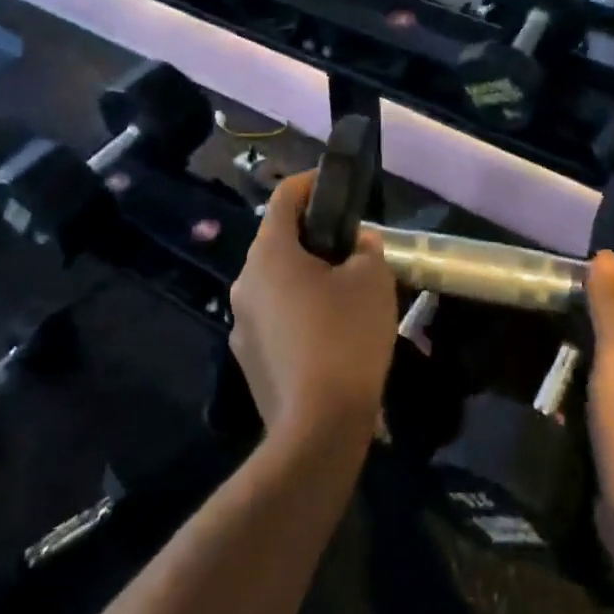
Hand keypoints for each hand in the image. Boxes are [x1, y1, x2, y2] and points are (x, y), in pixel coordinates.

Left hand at [230, 172, 397, 444]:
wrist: (318, 429)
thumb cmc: (346, 338)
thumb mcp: (372, 281)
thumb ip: (367, 250)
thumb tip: (358, 246)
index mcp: (269, 254)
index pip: (284, 197)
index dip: (312, 183)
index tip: (337, 186)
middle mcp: (245, 282)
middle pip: (279, 241)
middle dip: (314, 235)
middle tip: (353, 244)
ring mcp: (241, 324)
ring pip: (277, 282)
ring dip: (307, 276)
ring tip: (347, 291)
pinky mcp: (248, 359)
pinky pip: (276, 317)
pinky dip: (300, 311)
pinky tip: (331, 334)